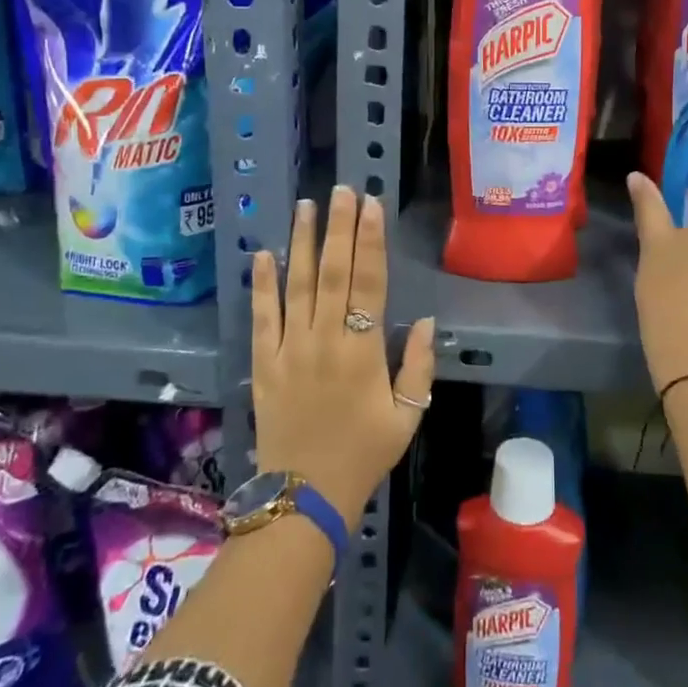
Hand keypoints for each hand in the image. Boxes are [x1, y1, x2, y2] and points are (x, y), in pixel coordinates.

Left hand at [251, 185, 435, 528]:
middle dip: (339, 227)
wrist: (304, 496)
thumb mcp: (407, 416)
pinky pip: (261, 317)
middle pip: (332, 272)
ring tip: (306, 206)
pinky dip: (261, 284)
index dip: (371, 241)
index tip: (372, 206)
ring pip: (296, 285)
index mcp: (363, 350)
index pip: (369, 282)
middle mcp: (325, 339)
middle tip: (342, 190)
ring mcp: (289, 349)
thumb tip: (426, 321)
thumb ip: (418, 366)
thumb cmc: (363, 454)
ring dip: (302, 242)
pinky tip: (263, 254)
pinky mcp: (263, 364)